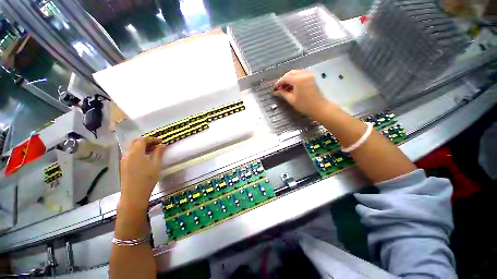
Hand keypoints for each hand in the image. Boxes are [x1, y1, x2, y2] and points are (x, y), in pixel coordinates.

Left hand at [120, 137, 165, 210]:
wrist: (134, 194)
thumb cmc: (147, 178)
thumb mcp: (156, 165)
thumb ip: (159, 153)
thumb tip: (162, 145)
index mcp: (136, 153)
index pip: (143, 140)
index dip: (152, 139)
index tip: (161, 141)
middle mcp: (128, 154)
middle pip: (135, 142)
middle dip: (146, 141)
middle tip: (156, 144)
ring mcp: (124, 160)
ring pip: (132, 149)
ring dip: (142, 147)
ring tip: (152, 151)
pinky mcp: (123, 166)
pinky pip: (131, 155)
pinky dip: (138, 153)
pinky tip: (145, 158)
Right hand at [274, 70, 329, 117]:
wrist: (319, 107)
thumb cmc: (304, 105)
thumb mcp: (291, 100)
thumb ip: (283, 94)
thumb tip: (276, 92)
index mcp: (298, 80)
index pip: (285, 78)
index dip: (279, 82)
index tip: (275, 87)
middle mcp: (304, 74)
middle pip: (290, 73)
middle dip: (284, 79)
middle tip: (280, 87)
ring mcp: (309, 75)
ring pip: (296, 73)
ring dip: (289, 78)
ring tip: (285, 86)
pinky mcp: (311, 77)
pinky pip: (301, 74)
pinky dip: (295, 78)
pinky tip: (293, 85)